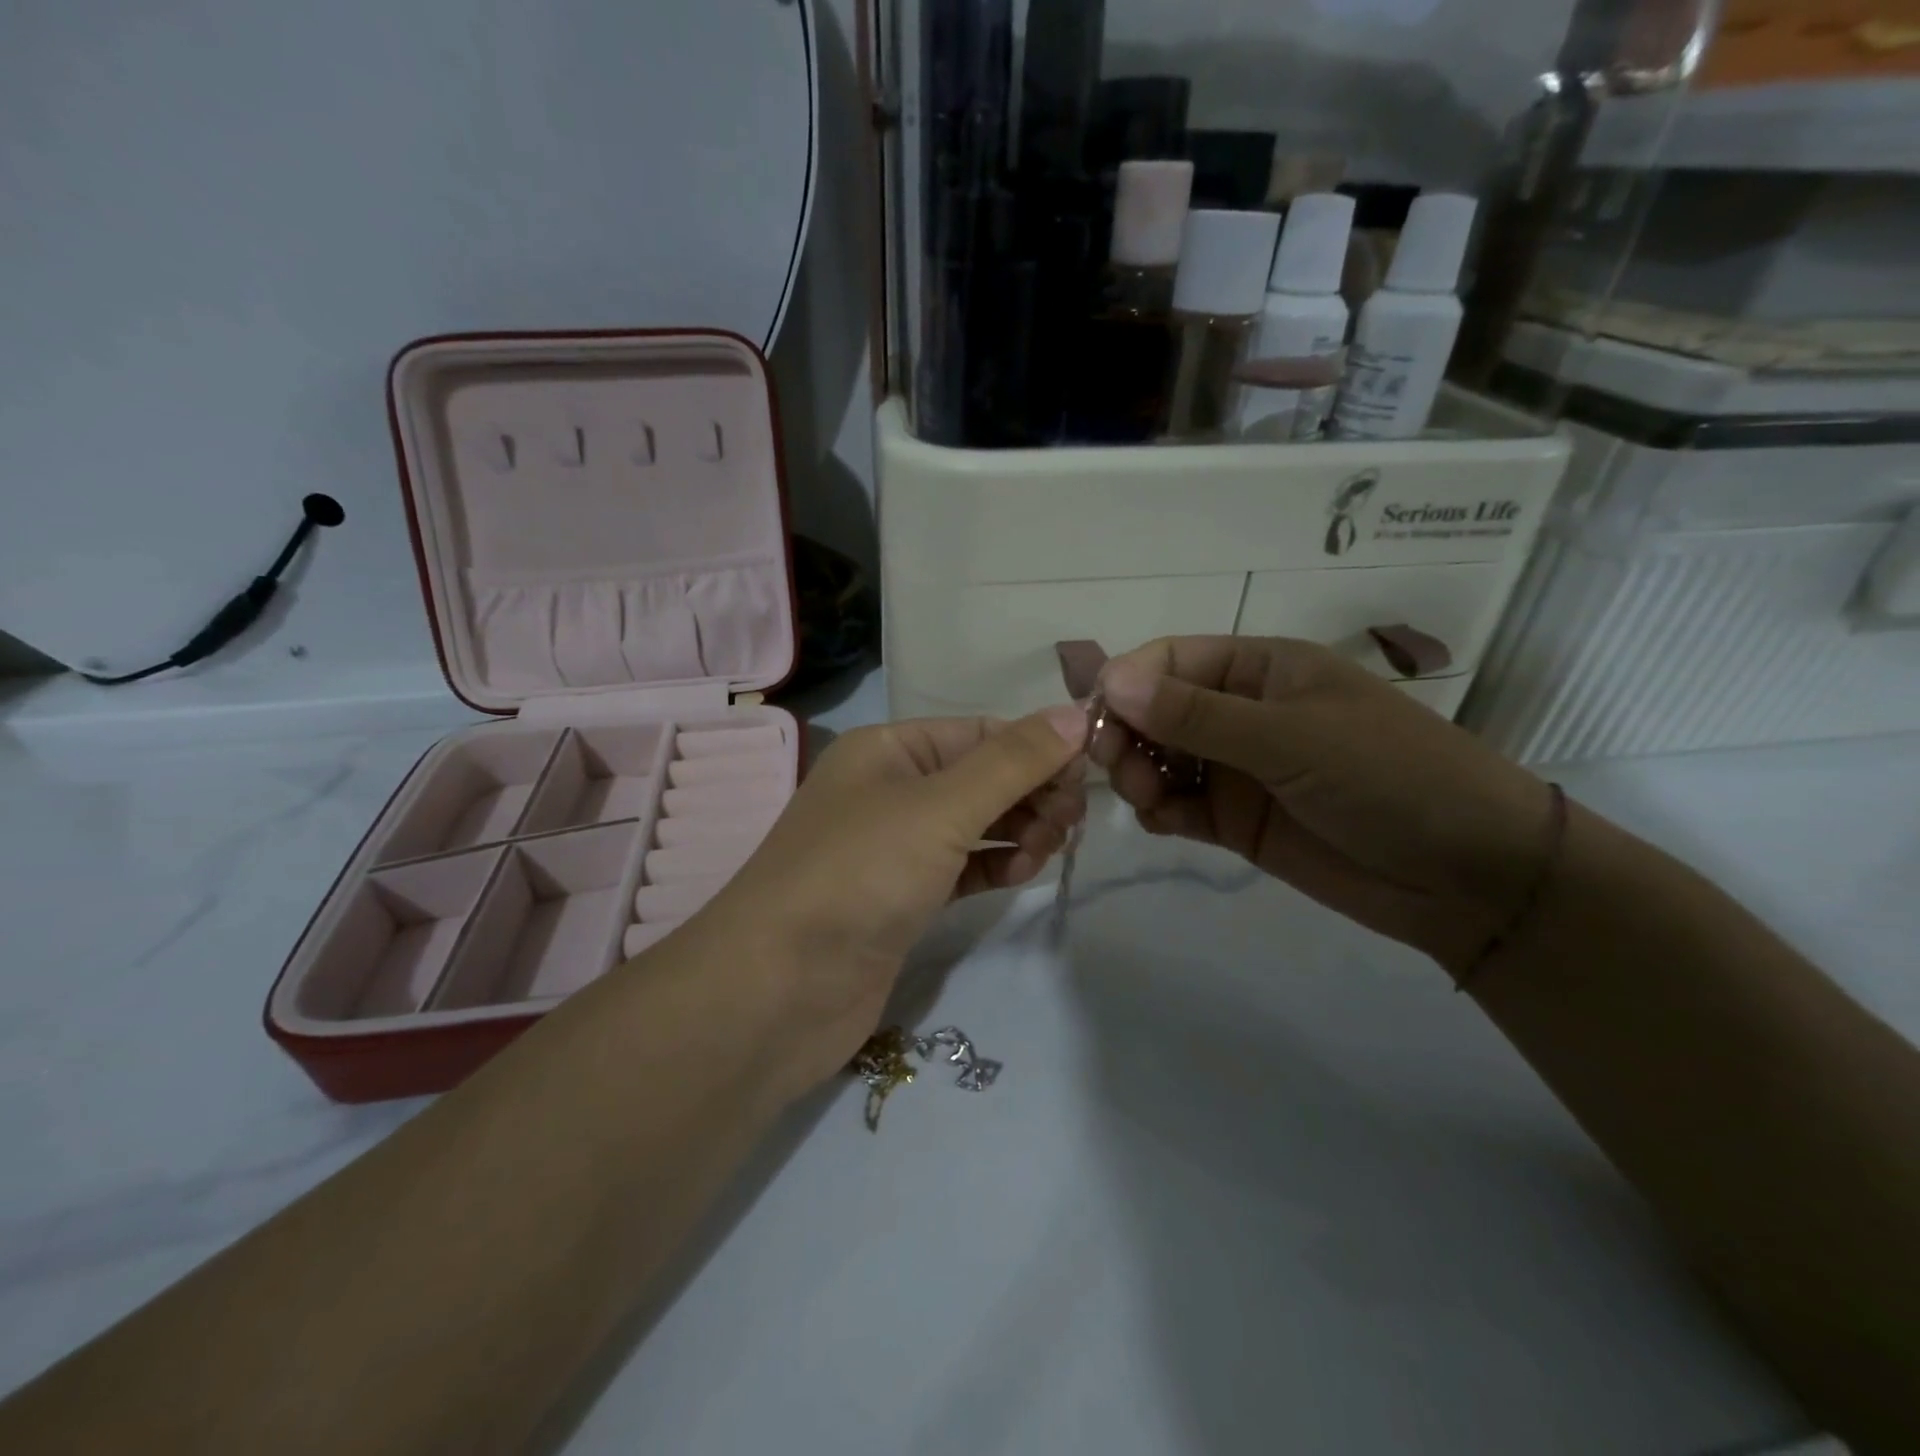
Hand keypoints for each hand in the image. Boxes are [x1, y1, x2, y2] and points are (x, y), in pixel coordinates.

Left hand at [694, 708, 1086, 1098]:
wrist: (779, 989)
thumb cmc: (860, 875)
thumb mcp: (941, 807)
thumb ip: (1012, 762)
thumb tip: (1074, 713)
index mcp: (889, 749)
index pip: (981, 733)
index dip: (1036, 748)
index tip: (1088, 776)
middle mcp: (890, 789)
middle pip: (981, 777)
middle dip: (1031, 793)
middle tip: (1070, 824)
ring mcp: (895, 847)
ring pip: (976, 823)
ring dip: (1019, 829)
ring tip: (1046, 850)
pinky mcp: (903, 898)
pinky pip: (963, 866)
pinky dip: (995, 864)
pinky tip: (1022, 872)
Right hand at [1092, 637, 1554, 975]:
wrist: (1468, 877)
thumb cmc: (1389, 778)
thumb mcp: (1290, 738)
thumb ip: (1196, 715)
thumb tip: (1110, 682)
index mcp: (1260, 670)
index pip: (1170, 661)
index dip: (1126, 684)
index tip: (1095, 722)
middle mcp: (1241, 712)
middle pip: (1155, 711)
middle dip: (1127, 735)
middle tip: (1120, 771)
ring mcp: (1237, 768)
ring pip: (1159, 760)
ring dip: (1137, 775)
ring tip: (1147, 802)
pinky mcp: (1236, 819)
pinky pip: (1177, 805)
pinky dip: (1158, 811)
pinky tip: (1161, 823)